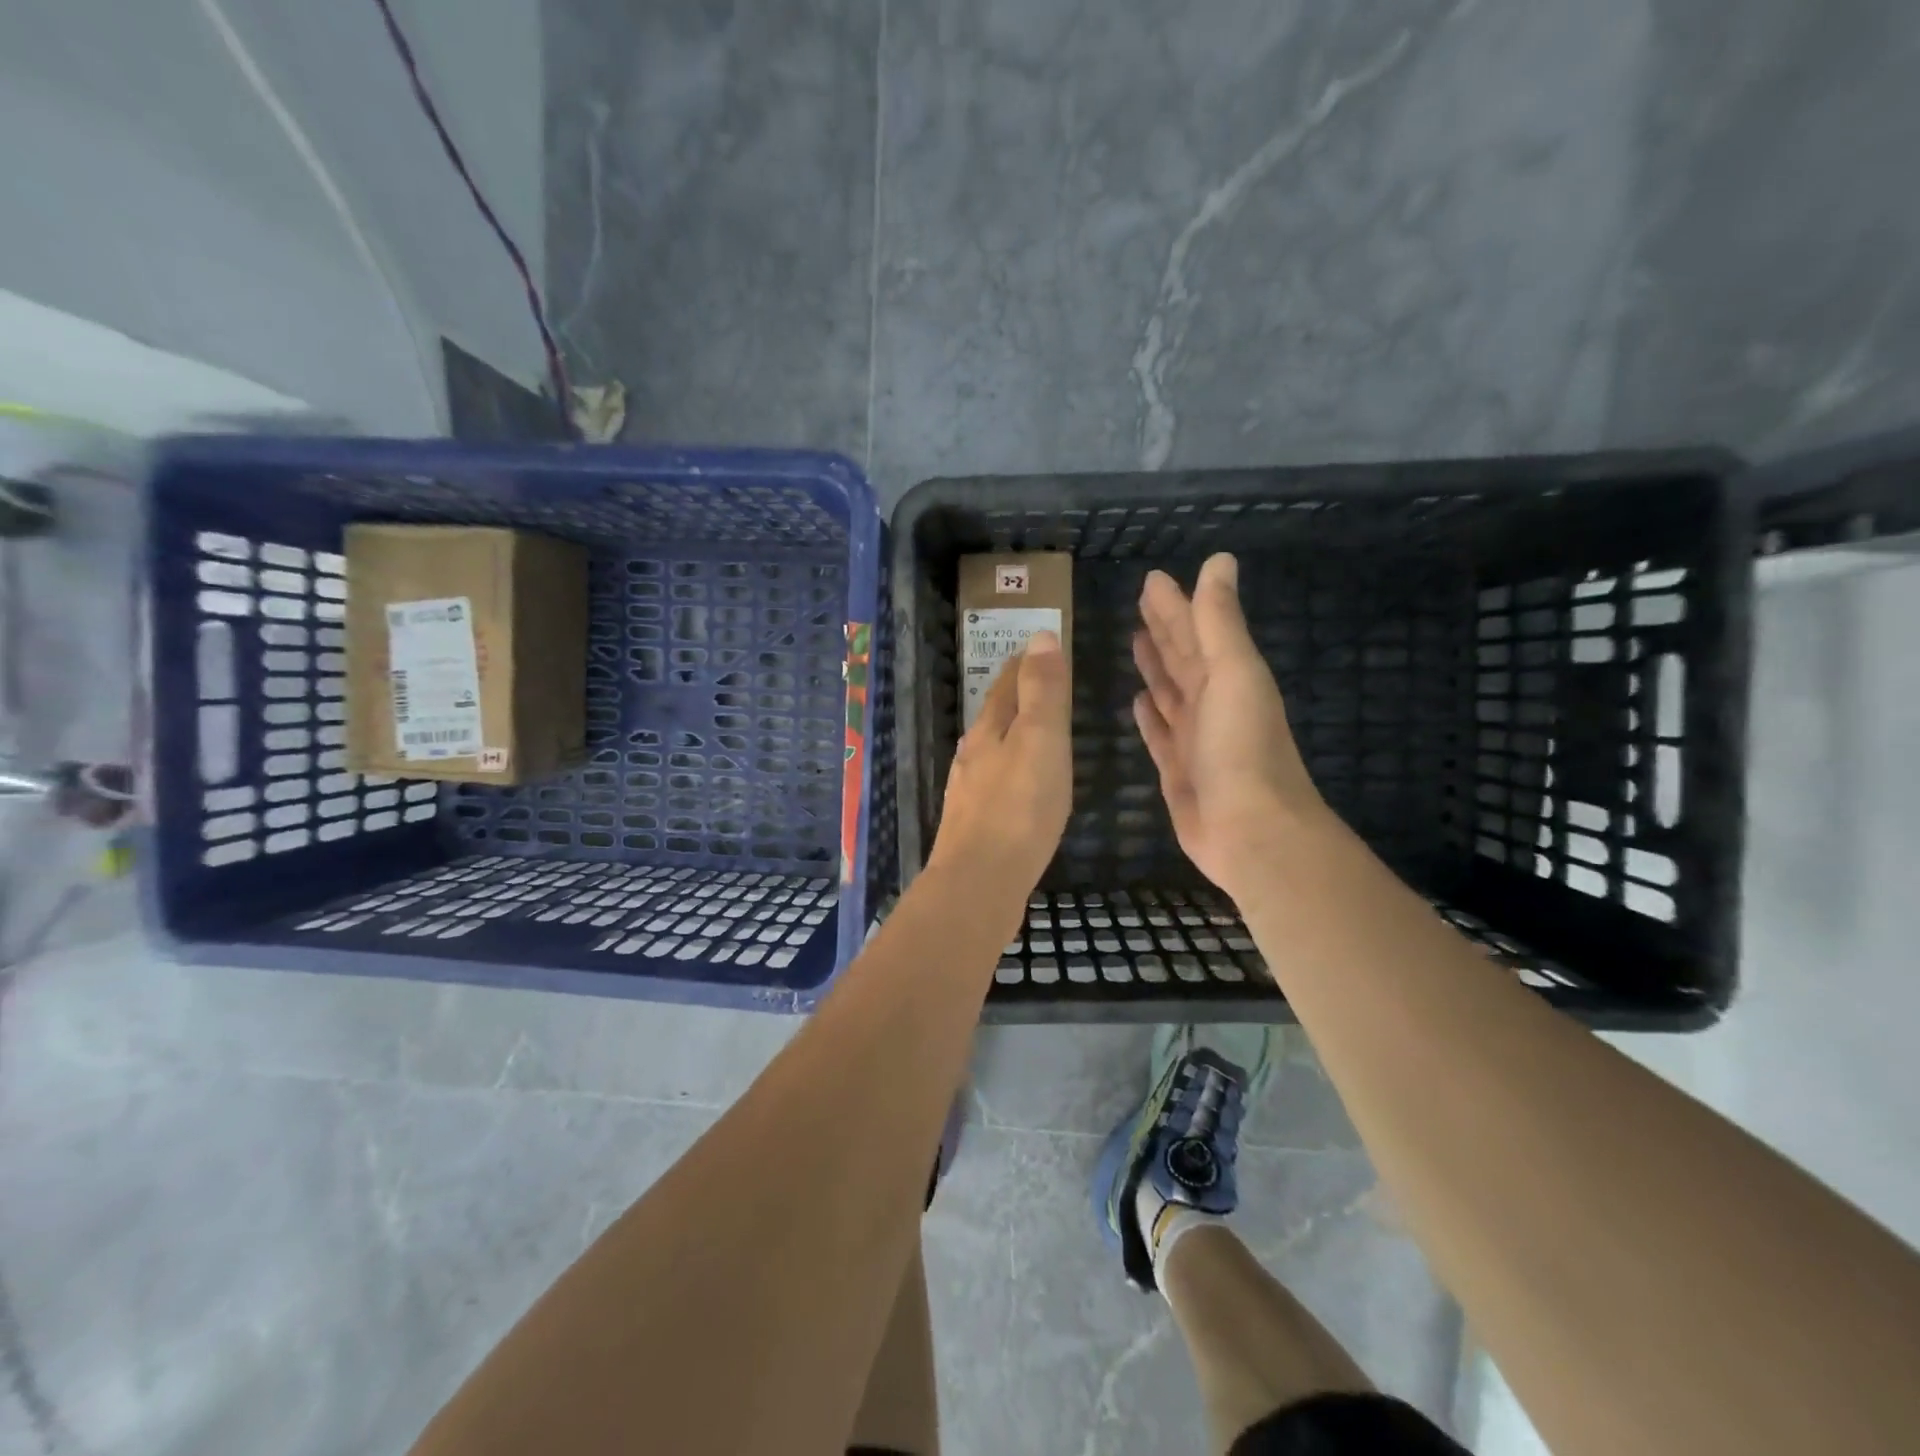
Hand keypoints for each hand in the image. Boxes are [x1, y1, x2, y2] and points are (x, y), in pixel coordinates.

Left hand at [929, 630, 1071, 893]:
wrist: (979, 881)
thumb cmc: (1020, 807)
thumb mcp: (1041, 739)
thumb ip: (1042, 690)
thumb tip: (1040, 635)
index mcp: (989, 729)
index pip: (1006, 683)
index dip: (1024, 664)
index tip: (1039, 649)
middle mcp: (972, 754)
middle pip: (994, 715)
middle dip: (1014, 696)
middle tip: (1038, 685)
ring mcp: (968, 791)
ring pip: (990, 750)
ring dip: (1008, 735)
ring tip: (1030, 734)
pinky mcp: (973, 824)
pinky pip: (993, 784)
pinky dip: (1007, 772)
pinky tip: (1014, 788)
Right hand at [1133, 554, 1331, 897]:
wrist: (1251, 832)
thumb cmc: (1242, 749)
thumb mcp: (1235, 674)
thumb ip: (1220, 622)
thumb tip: (1218, 561)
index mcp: (1228, 677)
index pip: (1195, 630)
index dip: (1175, 604)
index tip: (1152, 580)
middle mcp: (1212, 703)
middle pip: (1182, 658)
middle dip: (1163, 630)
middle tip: (1138, 602)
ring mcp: (1195, 739)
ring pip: (1170, 693)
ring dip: (1155, 668)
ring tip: (1135, 643)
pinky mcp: (1177, 771)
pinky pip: (1159, 734)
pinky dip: (1150, 716)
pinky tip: (1137, 701)